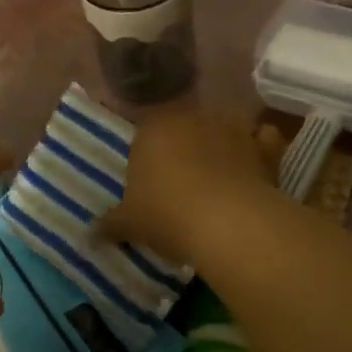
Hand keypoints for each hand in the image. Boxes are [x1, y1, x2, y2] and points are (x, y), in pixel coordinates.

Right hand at [98, 108, 281, 261]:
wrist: (226, 221)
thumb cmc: (166, 214)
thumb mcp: (130, 223)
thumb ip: (110, 223)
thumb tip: (88, 233)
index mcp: (153, 129)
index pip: (145, 134)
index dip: (147, 158)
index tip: (149, 185)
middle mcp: (192, 119)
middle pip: (184, 129)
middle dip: (183, 149)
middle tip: (181, 184)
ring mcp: (231, 129)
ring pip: (222, 130)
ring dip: (221, 146)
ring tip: (218, 179)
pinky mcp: (263, 147)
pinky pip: (263, 140)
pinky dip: (261, 149)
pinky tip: (256, 168)